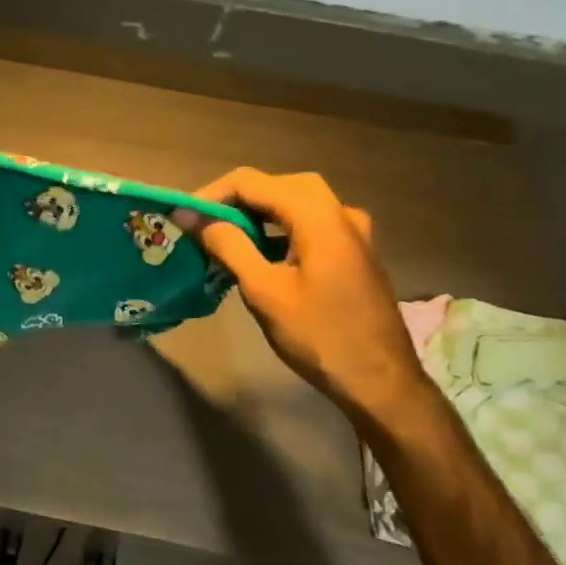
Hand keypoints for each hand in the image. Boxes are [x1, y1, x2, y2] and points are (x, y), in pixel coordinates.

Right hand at [186, 169, 435, 430]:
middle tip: (203, 226)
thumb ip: (228, 245)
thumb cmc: (320, 336)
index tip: (183, 217)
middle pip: (276, 185)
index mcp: (318, 214)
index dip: (212, 194)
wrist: (382, 383)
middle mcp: (339, 211)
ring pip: (295, 203)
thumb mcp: (264, 290)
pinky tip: (259, 254)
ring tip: (223, 238)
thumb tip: (192, 216)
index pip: (252, 182)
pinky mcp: (353, 251)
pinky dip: (279, 229)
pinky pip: (309, 224)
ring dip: (257, 215)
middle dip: (235, 201)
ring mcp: (352, 231)